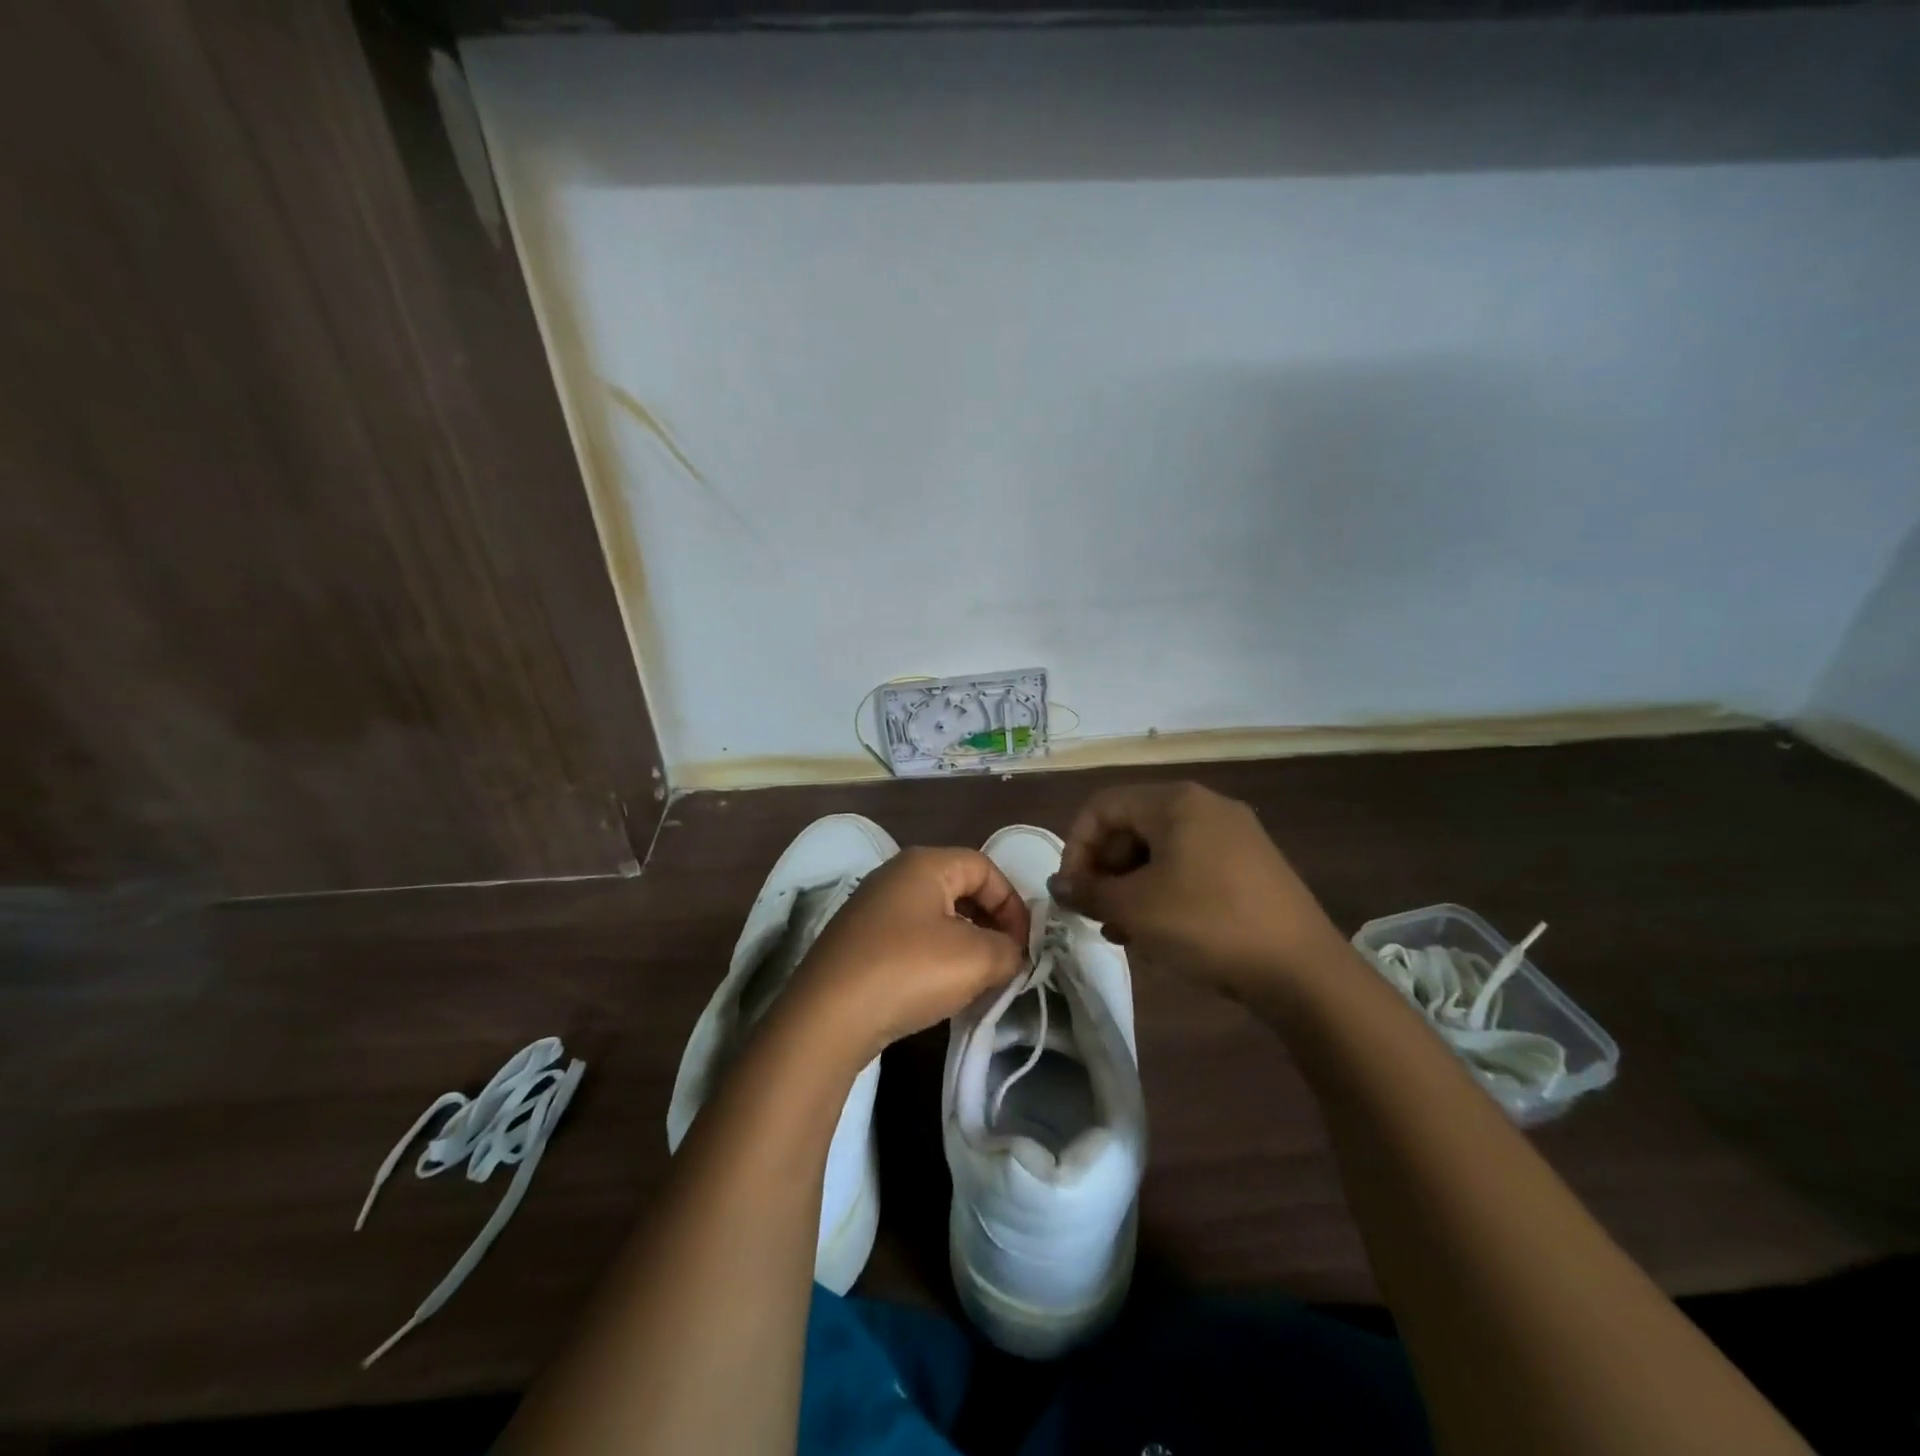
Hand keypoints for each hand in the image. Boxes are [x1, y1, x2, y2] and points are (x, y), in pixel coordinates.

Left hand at [787, 847, 1029, 1062]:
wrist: (828, 1016)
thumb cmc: (908, 970)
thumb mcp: (975, 959)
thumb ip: (1008, 950)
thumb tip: (1013, 953)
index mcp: (924, 864)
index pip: (985, 867)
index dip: (1012, 904)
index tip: (1023, 946)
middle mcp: (894, 875)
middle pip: (959, 888)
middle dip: (989, 923)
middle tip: (1004, 961)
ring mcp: (871, 907)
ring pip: (935, 915)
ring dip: (964, 943)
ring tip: (976, 979)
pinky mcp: (858, 940)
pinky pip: (910, 937)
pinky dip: (934, 956)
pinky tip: (938, 988)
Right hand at [1049, 781, 1347, 999]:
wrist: (1301, 970)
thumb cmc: (1207, 924)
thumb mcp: (1135, 908)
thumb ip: (1088, 891)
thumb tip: (1057, 885)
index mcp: (1175, 801)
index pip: (1103, 807)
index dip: (1076, 847)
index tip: (1072, 892)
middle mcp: (1205, 805)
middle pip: (1132, 826)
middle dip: (1105, 869)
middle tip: (1096, 912)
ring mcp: (1233, 835)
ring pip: (1160, 851)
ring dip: (1131, 886)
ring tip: (1121, 930)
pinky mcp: (1250, 865)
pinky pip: (1190, 866)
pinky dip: (1164, 891)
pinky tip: (1157, 931)